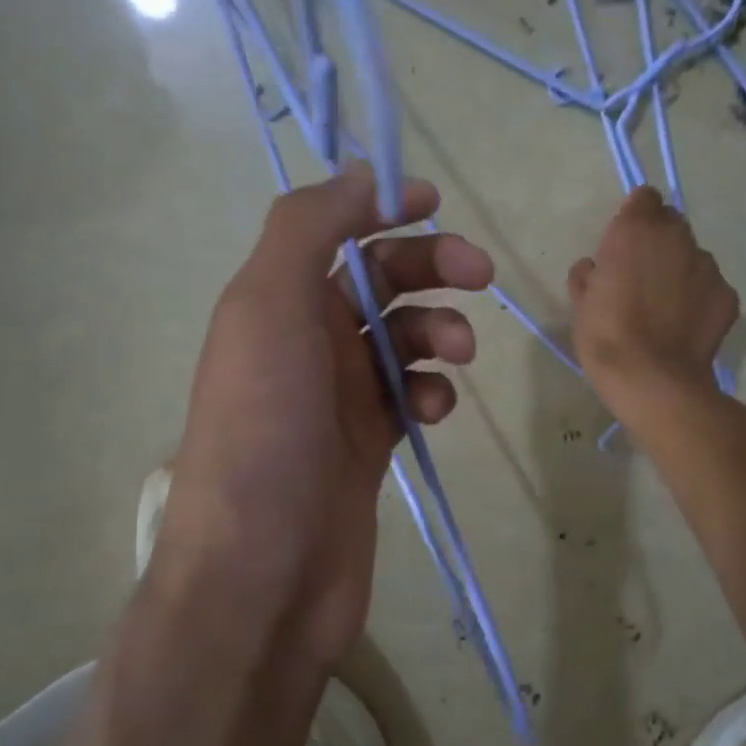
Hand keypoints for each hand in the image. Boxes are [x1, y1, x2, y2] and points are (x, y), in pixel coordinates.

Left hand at [156, 164, 492, 675]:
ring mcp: (339, 398)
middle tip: (481, 275)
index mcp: (275, 302)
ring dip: (440, 332)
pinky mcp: (370, 446)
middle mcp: (305, 343)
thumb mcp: (268, 307)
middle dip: (431, 267)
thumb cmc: (265, 431)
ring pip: (405, 340)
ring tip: (457, 356)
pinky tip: (435, 410)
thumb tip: (359, 175)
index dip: (381, 209)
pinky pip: (412, 398)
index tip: (434, 204)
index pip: (334, 233)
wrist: (265, 570)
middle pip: (379, 282)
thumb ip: (308, 230)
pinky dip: (432, 392)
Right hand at [569, 186, 739, 406]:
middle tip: (643, 276)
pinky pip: (710, 287)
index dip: (635, 217)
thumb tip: (594, 267)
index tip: (624, 243)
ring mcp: (707, 265)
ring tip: (666, 307)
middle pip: (671, 224)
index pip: (644, 198)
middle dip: (659, 242)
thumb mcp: (581, 304)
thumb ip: (588, 275)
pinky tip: (685, 326)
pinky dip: (699, 299)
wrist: (652, 380)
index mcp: (635, 230)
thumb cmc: (606, 337)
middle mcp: (676, 237)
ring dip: (680, 271)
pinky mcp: (728, 295)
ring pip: (693, 256)